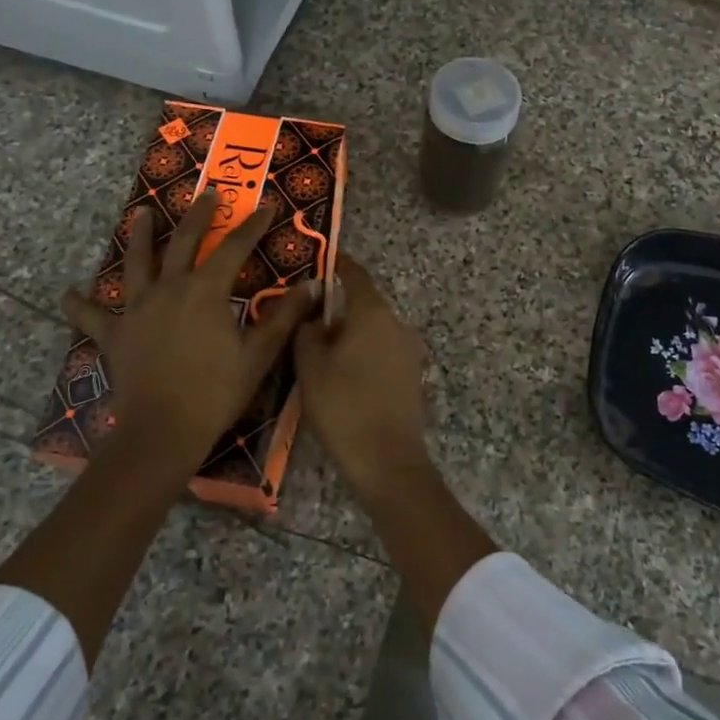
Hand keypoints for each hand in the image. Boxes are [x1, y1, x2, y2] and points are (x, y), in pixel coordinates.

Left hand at [63, 189, 317, 475]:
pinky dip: (79, 303)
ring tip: (140, 213)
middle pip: (183, 241)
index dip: (252, 226)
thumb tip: (314, 285)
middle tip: (207, 193)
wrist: (163, 430)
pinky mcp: (114, 334)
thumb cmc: (216, 392)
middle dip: (198, 215)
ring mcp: (137, 309)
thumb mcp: (259, 353)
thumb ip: (285, 316)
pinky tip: (68, 293)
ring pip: (136, 263)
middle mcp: (169, 288)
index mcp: (205, 290)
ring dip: (139, 236)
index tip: (266, 206)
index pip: (234, 247)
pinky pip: (92, 315)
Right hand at [293, 256, 431, 499]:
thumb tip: (313, 316)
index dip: (338, 264)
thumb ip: (307, 331)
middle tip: (308, 316)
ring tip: (321, 349)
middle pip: (365, 304)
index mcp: (373, 313)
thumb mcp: (310, 366)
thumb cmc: (343, 406)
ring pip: (374, 330)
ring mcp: (409, 350)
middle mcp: (397, 324)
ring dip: (351, 333)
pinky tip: (344, 372)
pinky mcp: (412, 375)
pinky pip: (383, 351)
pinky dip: (364, 352)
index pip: (356, 275)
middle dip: (339, 306)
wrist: (387, 460)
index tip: (322, 259)